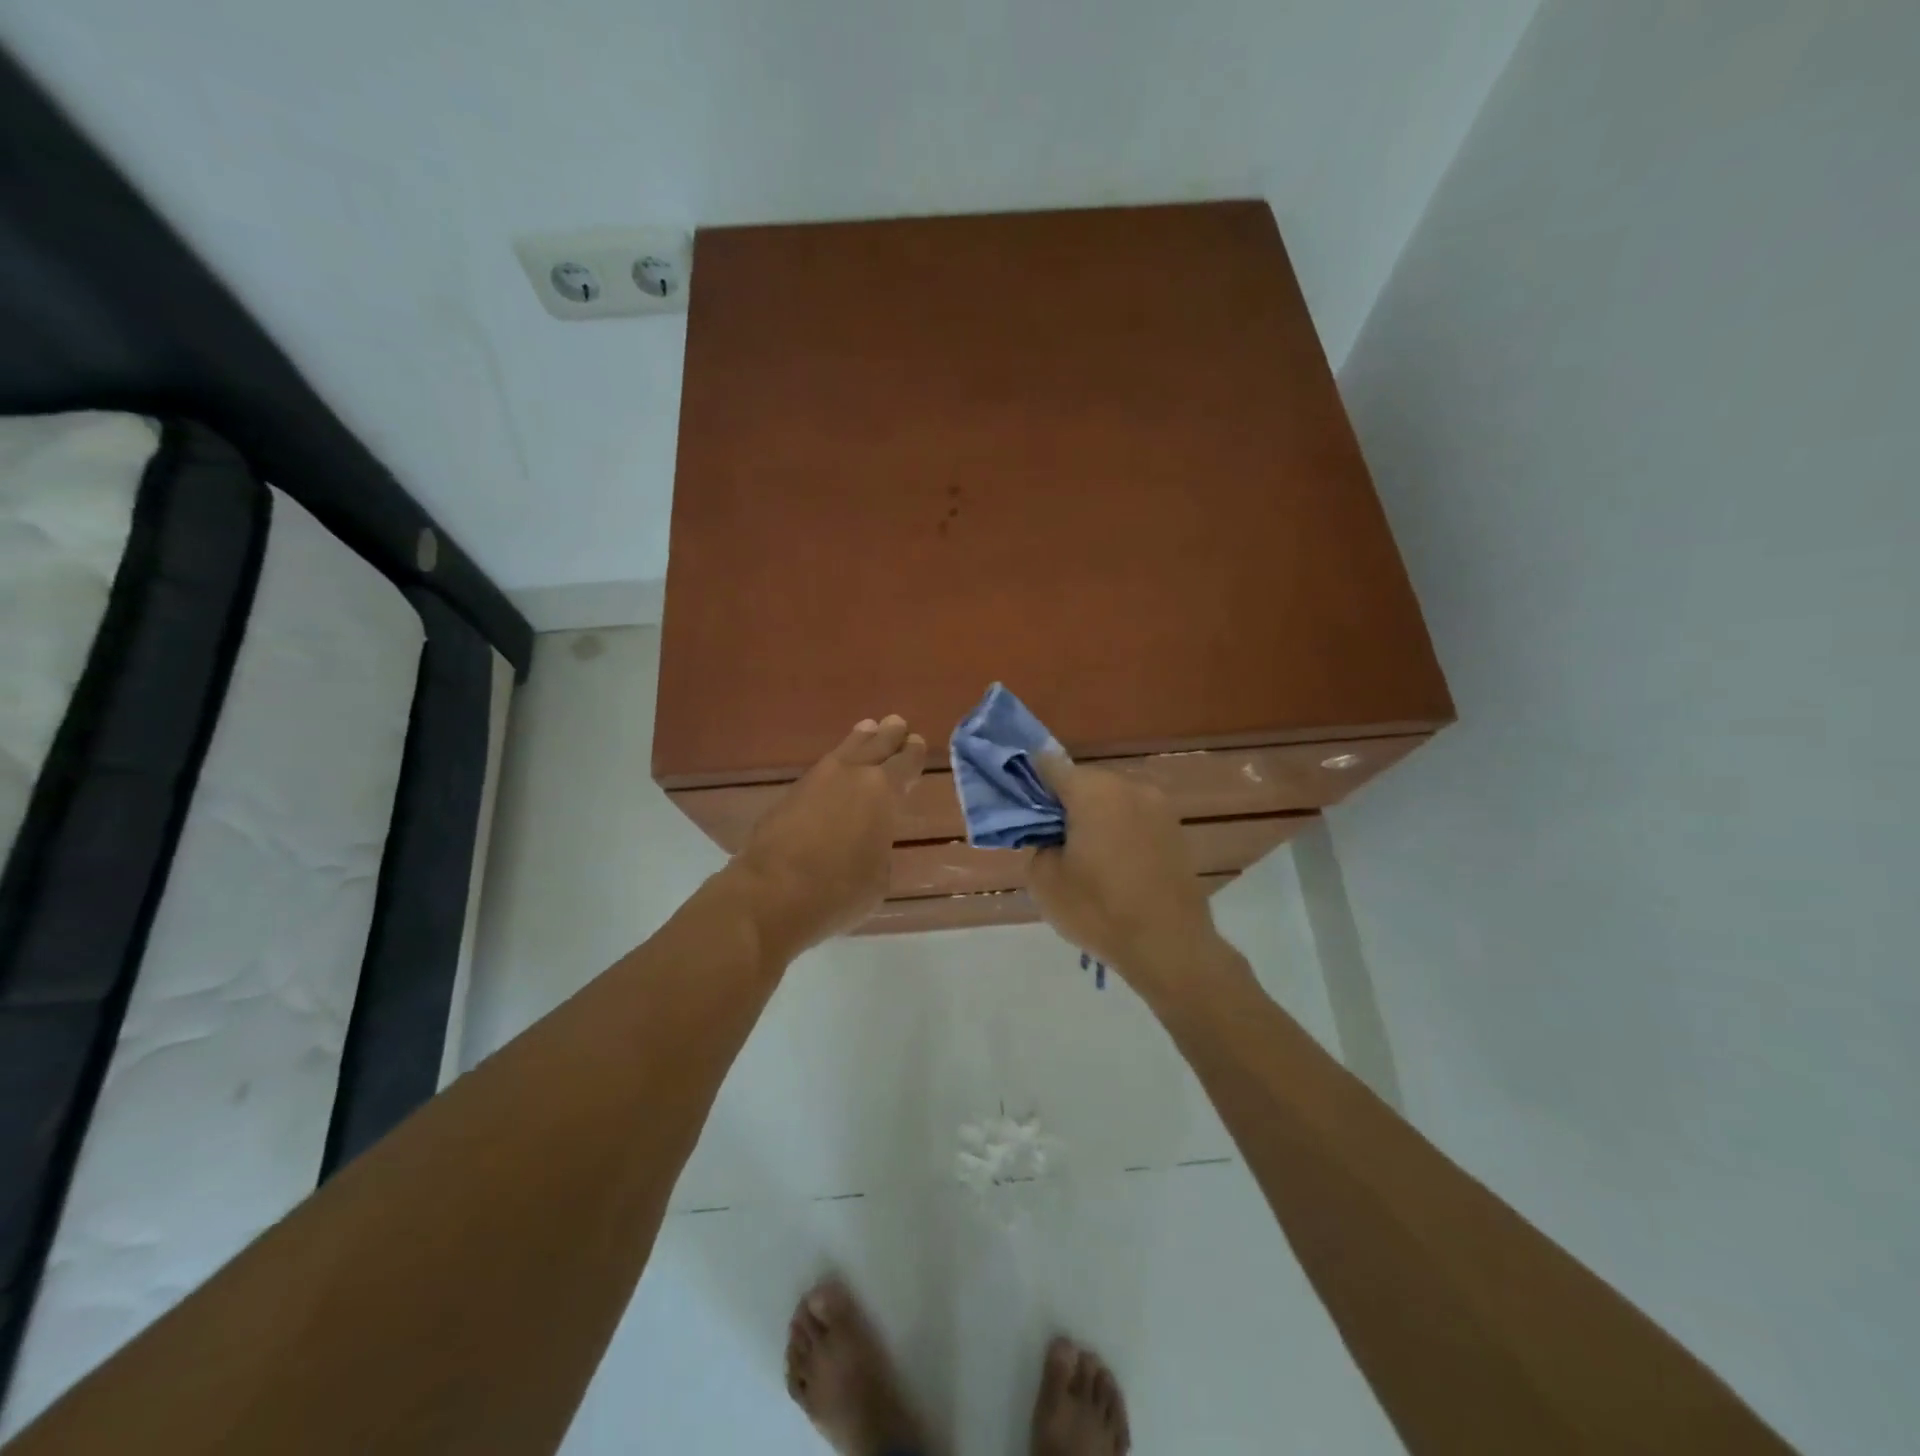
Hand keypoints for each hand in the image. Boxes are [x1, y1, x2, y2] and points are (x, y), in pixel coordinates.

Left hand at [731, 715, 925, 960]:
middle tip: (896, 723)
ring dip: (859, 740)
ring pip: (845, 750)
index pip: (905, 763)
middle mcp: (852, 775)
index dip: (913, 753)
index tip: (916, 741)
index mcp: (883, 792)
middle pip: (875, 745)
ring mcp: (817, 780)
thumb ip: (879, 847)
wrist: (772, 893)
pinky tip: (836, 767)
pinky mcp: (790, 794)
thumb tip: (869, 841)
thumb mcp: (878, 876)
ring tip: (867, 728)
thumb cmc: (839, 890)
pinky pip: (822, 768)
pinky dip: (835, 763)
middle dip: (888, 735)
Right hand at [1027, 754, 1228, 1007]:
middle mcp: (1129, 786)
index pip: (1050, 765)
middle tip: (1050, 835)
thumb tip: (1050, 833)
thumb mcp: (1044, 880)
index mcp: (1093, 791)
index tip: (1021, 801)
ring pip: (1112, 798)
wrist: (1169, 946)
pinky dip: (1118, 829)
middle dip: (1064, 801)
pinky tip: (1112, 862)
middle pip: (1084, 781)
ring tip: (1083, 853)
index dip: (1030, 779)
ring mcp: (1158, 805)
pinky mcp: (1175, 828)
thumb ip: (1038, 842)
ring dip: (1094, 814)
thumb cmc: (1099, 910)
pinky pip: (1134, 816)